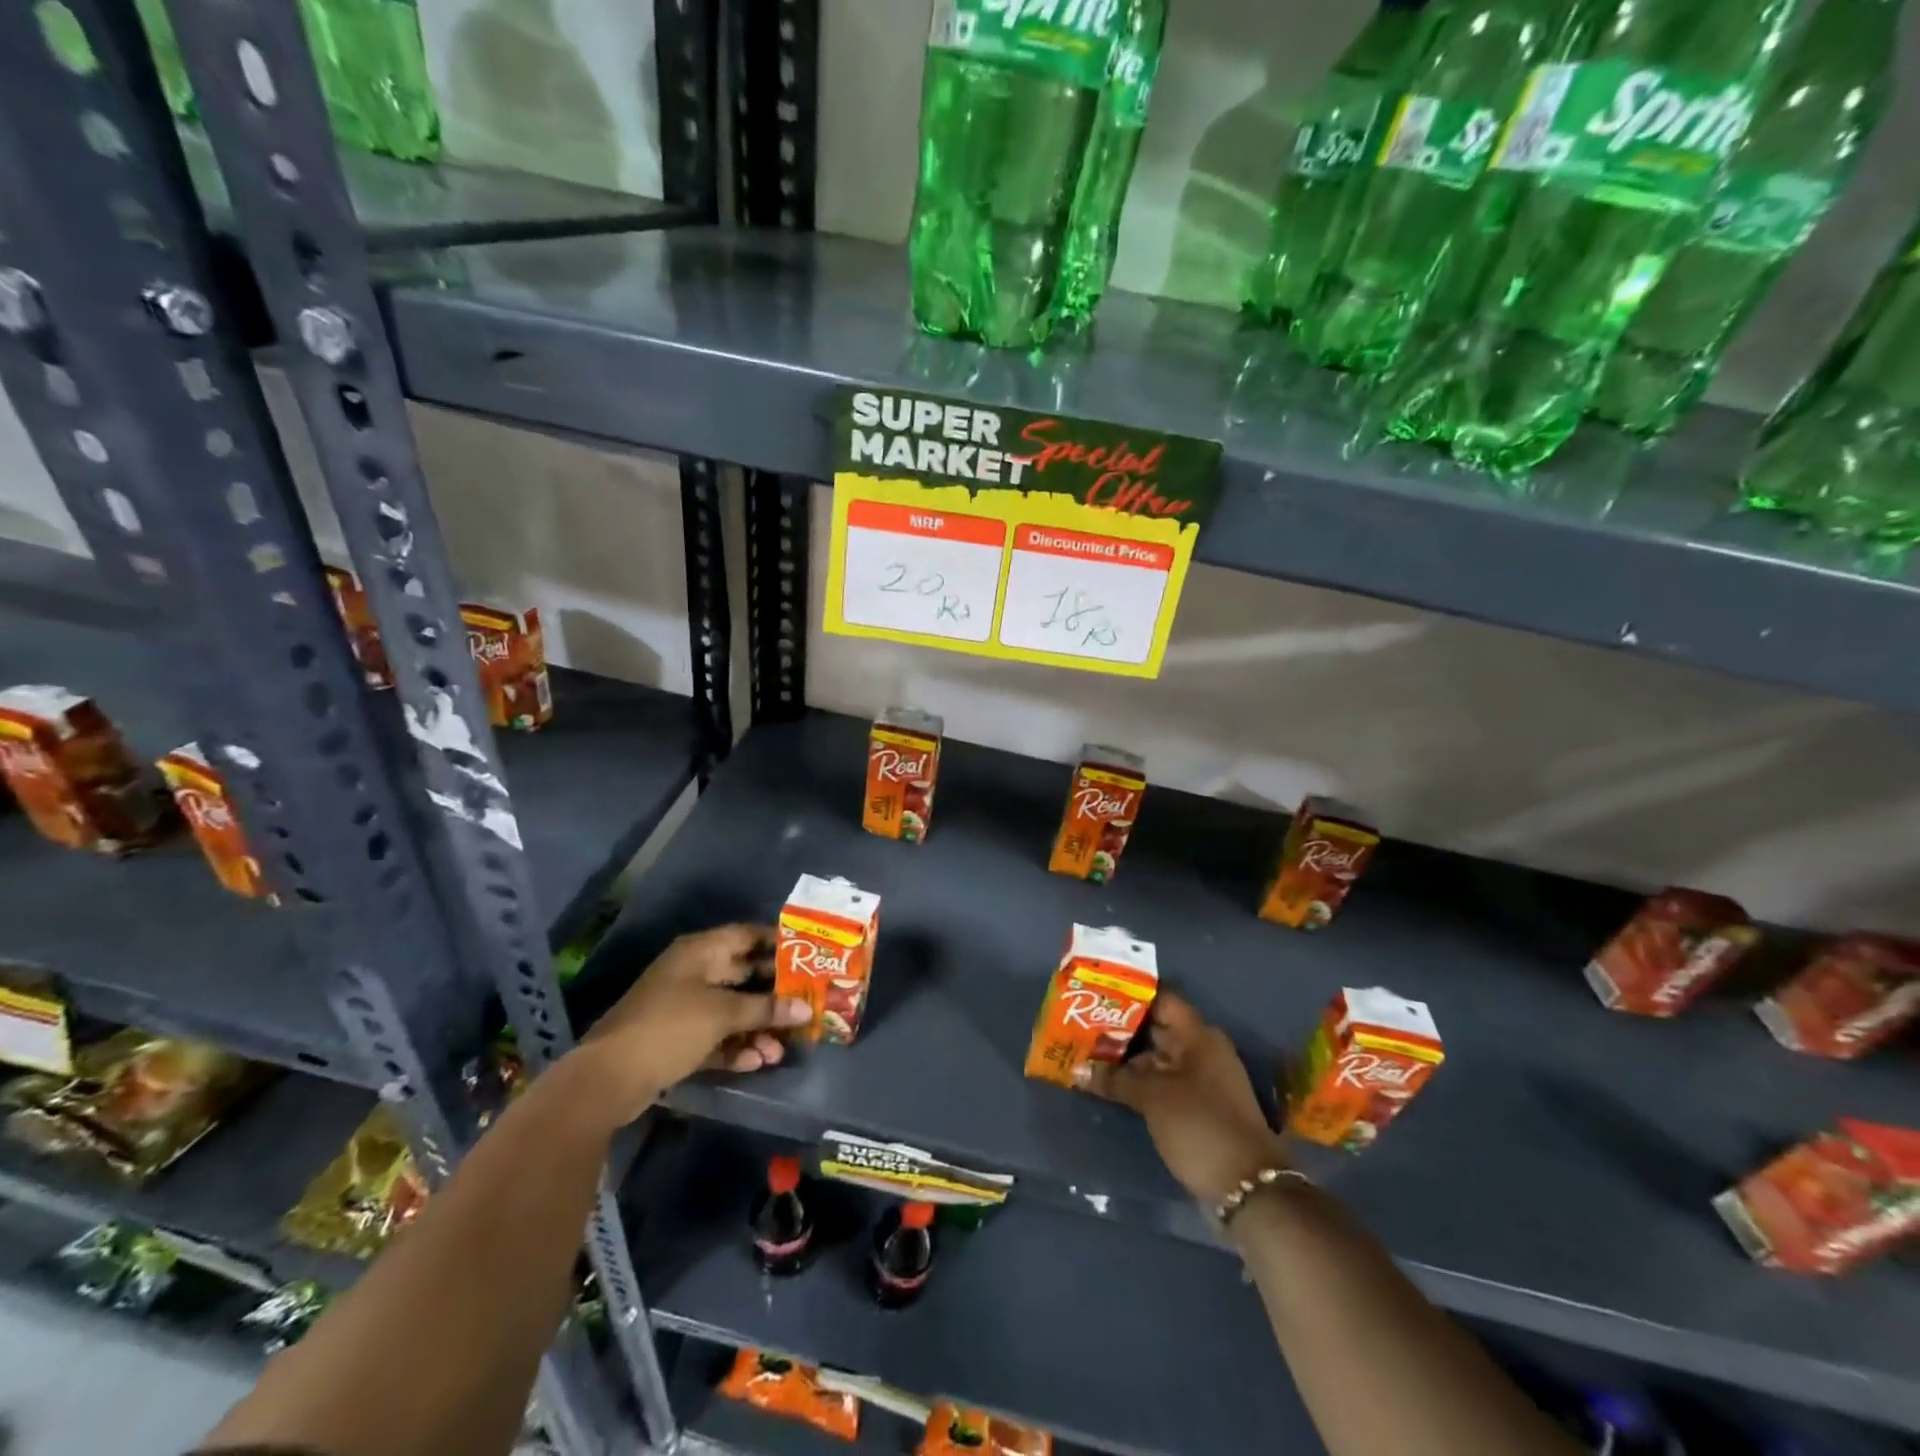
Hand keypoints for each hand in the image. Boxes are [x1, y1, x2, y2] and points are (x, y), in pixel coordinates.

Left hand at [576, 924, 810, 1120]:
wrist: (608, 1079)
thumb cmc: (669, 1027)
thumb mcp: (722, 1013)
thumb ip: (766, 1009)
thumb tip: (805, 1009)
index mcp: (700, 952)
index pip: (747, 936)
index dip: (778, 942)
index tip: (810, 955)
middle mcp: (694, 973)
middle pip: (744, 975)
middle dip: (775, 993)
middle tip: (808, 1004)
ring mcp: (685, 1007)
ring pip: (733, 1010)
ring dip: (758, 1027)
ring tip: (783, 1048)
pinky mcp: (679, 1040)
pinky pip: (717, 1036)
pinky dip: (736, 1047)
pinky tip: (758, 1062)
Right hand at [1080, 992, 1286, 1207]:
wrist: (1248, 1188)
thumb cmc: (1200, 1125)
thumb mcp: (1153, 1098)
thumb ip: (1115, 1079)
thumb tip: (1078, 1069)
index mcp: (1199, 1036)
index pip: (1161, 1000)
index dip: (1129, 995)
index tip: (1096, 994)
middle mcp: (1201, 1051)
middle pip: (1156, 1030)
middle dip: (1120, 1029)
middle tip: (1080, 1025)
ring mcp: (1200, 1081)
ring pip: (1156, 1059)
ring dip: (1126, 1059)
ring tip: (1087, 1054)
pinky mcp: (1196, 1108)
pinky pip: (1162, 1084)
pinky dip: (1138, 1082)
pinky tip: (1109, 1085)